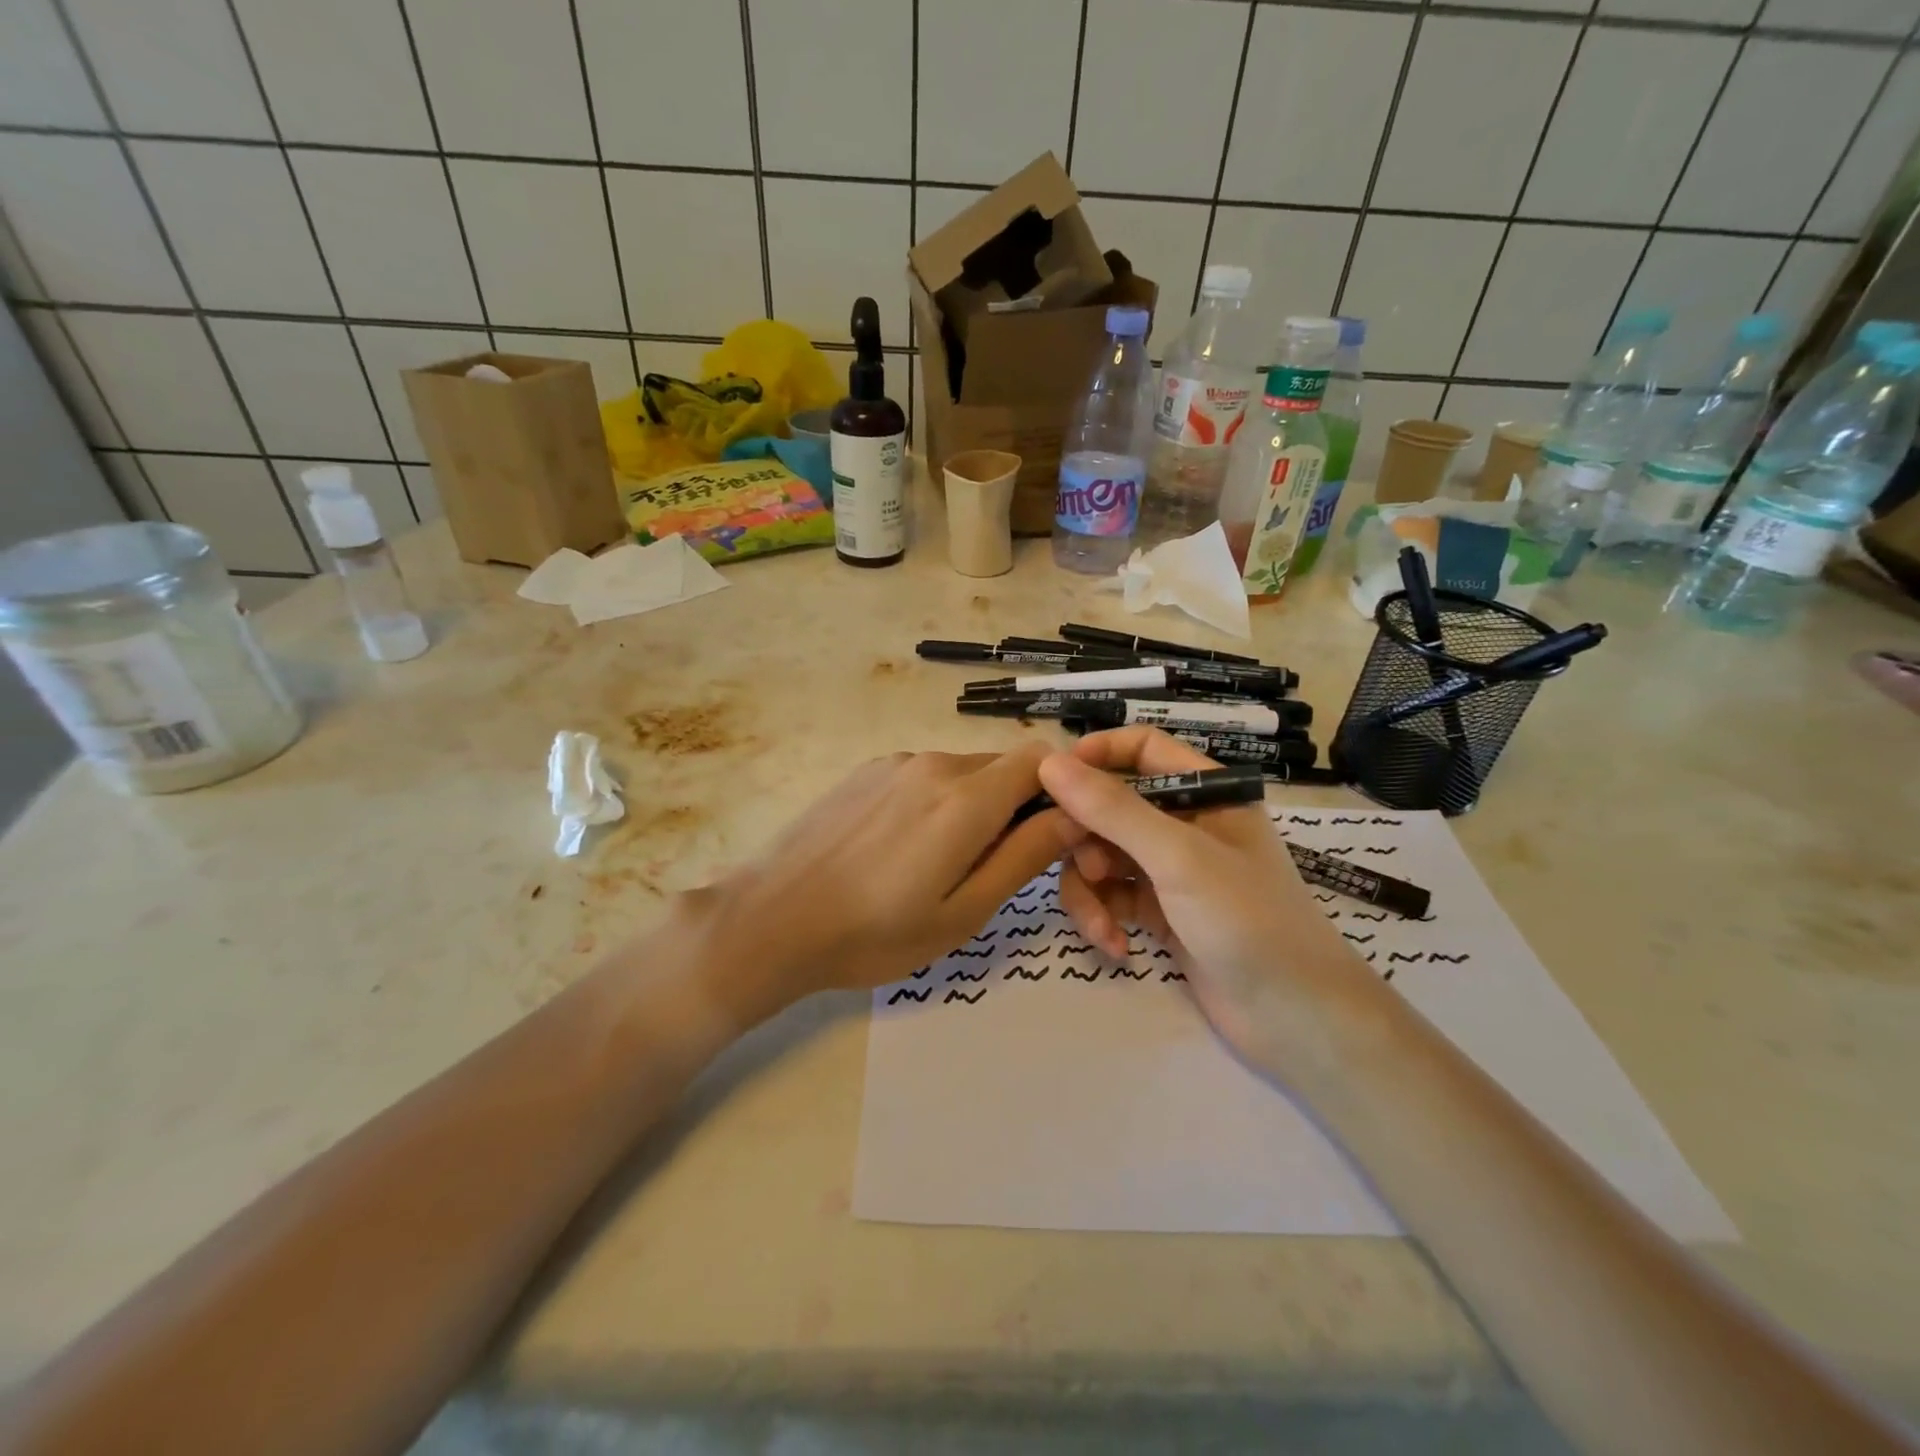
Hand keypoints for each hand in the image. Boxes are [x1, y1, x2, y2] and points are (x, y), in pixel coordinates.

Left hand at [688, 745, 1072, 1021]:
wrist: (771, 920)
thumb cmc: (875, 933)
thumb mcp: (963, 912)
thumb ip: (1024, 856)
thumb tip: (1074, 816)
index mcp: (966, 798)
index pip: (1041, 760)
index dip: (1060, 791)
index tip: (1054, 835)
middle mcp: (933, 764)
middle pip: (1001, 768)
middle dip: (1015, 807)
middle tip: (993, 867)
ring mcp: (895, 763)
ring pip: (962, 774)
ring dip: (972, 808)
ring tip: (939, 866)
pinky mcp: (865, 772)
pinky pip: (923, 777)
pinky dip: (934, 804)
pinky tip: (900, 850)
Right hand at [1037, 729, 1379, 1073]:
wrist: (1295, 1019)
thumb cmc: (1248, 920)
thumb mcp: (1178, 857)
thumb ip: (1113, 809)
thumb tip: (1049, 763)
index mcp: (1206, 792)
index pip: (1142, 749)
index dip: (1096, 755)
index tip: (1053, 780)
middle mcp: (1186, 823)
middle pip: (1111, 806)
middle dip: (1086, 838)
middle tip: (1081, 868)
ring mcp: (1171, 870)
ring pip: (1103, 856)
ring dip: (1090, 889)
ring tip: (1099, 925)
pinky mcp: (1160, 912)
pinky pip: (1111, 897)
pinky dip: (1104, 918)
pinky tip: (1115, 948)